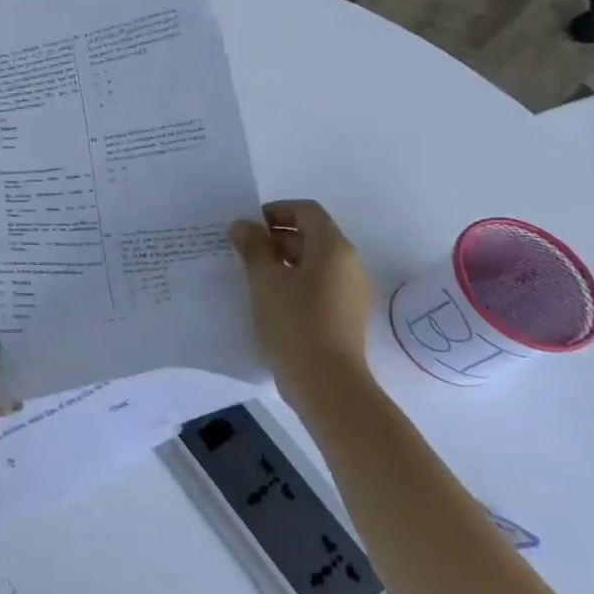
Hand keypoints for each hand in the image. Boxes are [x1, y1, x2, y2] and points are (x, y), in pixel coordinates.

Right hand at [228, 199, 375, 411]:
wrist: (326, 382)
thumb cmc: (295, 321)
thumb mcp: (264, 279)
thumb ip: (252, 246)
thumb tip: (243, 226)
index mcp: (334, 248)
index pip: (307, 211)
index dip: (276, 211)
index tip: (248, 227)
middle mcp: (349, 265)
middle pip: (311, 236)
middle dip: (275, 237)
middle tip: (242, 251)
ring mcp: (350, 292)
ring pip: (313, 263)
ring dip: (282, 261)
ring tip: (251, 276)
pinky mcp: (345, 315)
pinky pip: (317, 286)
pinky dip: (294, 283)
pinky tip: (268, 300)